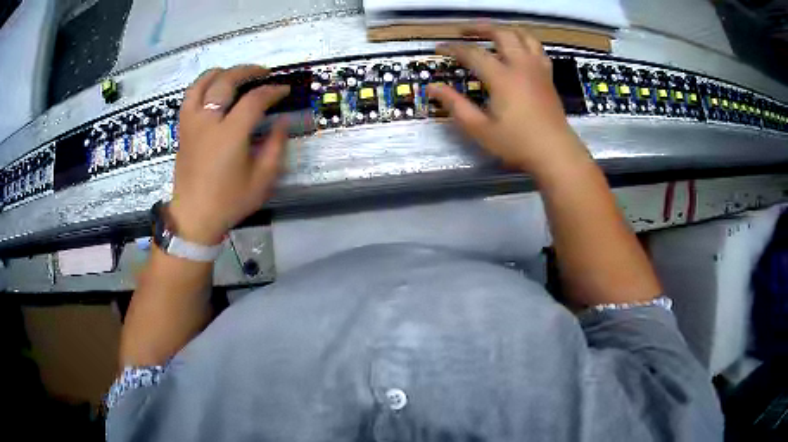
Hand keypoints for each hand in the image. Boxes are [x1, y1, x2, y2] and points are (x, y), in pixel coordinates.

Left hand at [169, 65, 289, 244]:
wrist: (193, 217)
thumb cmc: (228, 202)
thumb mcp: (262, 180)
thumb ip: (276, 147)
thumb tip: (283, 122)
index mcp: (230, 134)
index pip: (254, 100)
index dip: (272, 91)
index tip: (284, 90)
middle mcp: (208, 122)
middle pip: (226, 81)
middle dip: (248, 71)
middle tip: (263, 73)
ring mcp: (191, 123)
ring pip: (202, 83)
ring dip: (221, 72)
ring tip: (234, 73)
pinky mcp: (183, 129)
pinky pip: (189, 97)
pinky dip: (201, 85)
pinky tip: (211, 88)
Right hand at [427, 26, 588, 177]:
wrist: (556, 153)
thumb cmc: (517, 144)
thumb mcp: (480, 129)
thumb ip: (455, 105)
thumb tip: (432, 88)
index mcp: (502, 78)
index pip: (473, 53)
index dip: (453, 48)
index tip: (439, 48)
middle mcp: (521, 66)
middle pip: (501, 33)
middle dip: (479, 27)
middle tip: (463, 31)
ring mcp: (538, 69)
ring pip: (523, 35)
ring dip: (505, 29)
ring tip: (492, 33)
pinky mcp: (548, 76)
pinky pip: (538, 48)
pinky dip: (525, 41)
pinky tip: (519, 48)